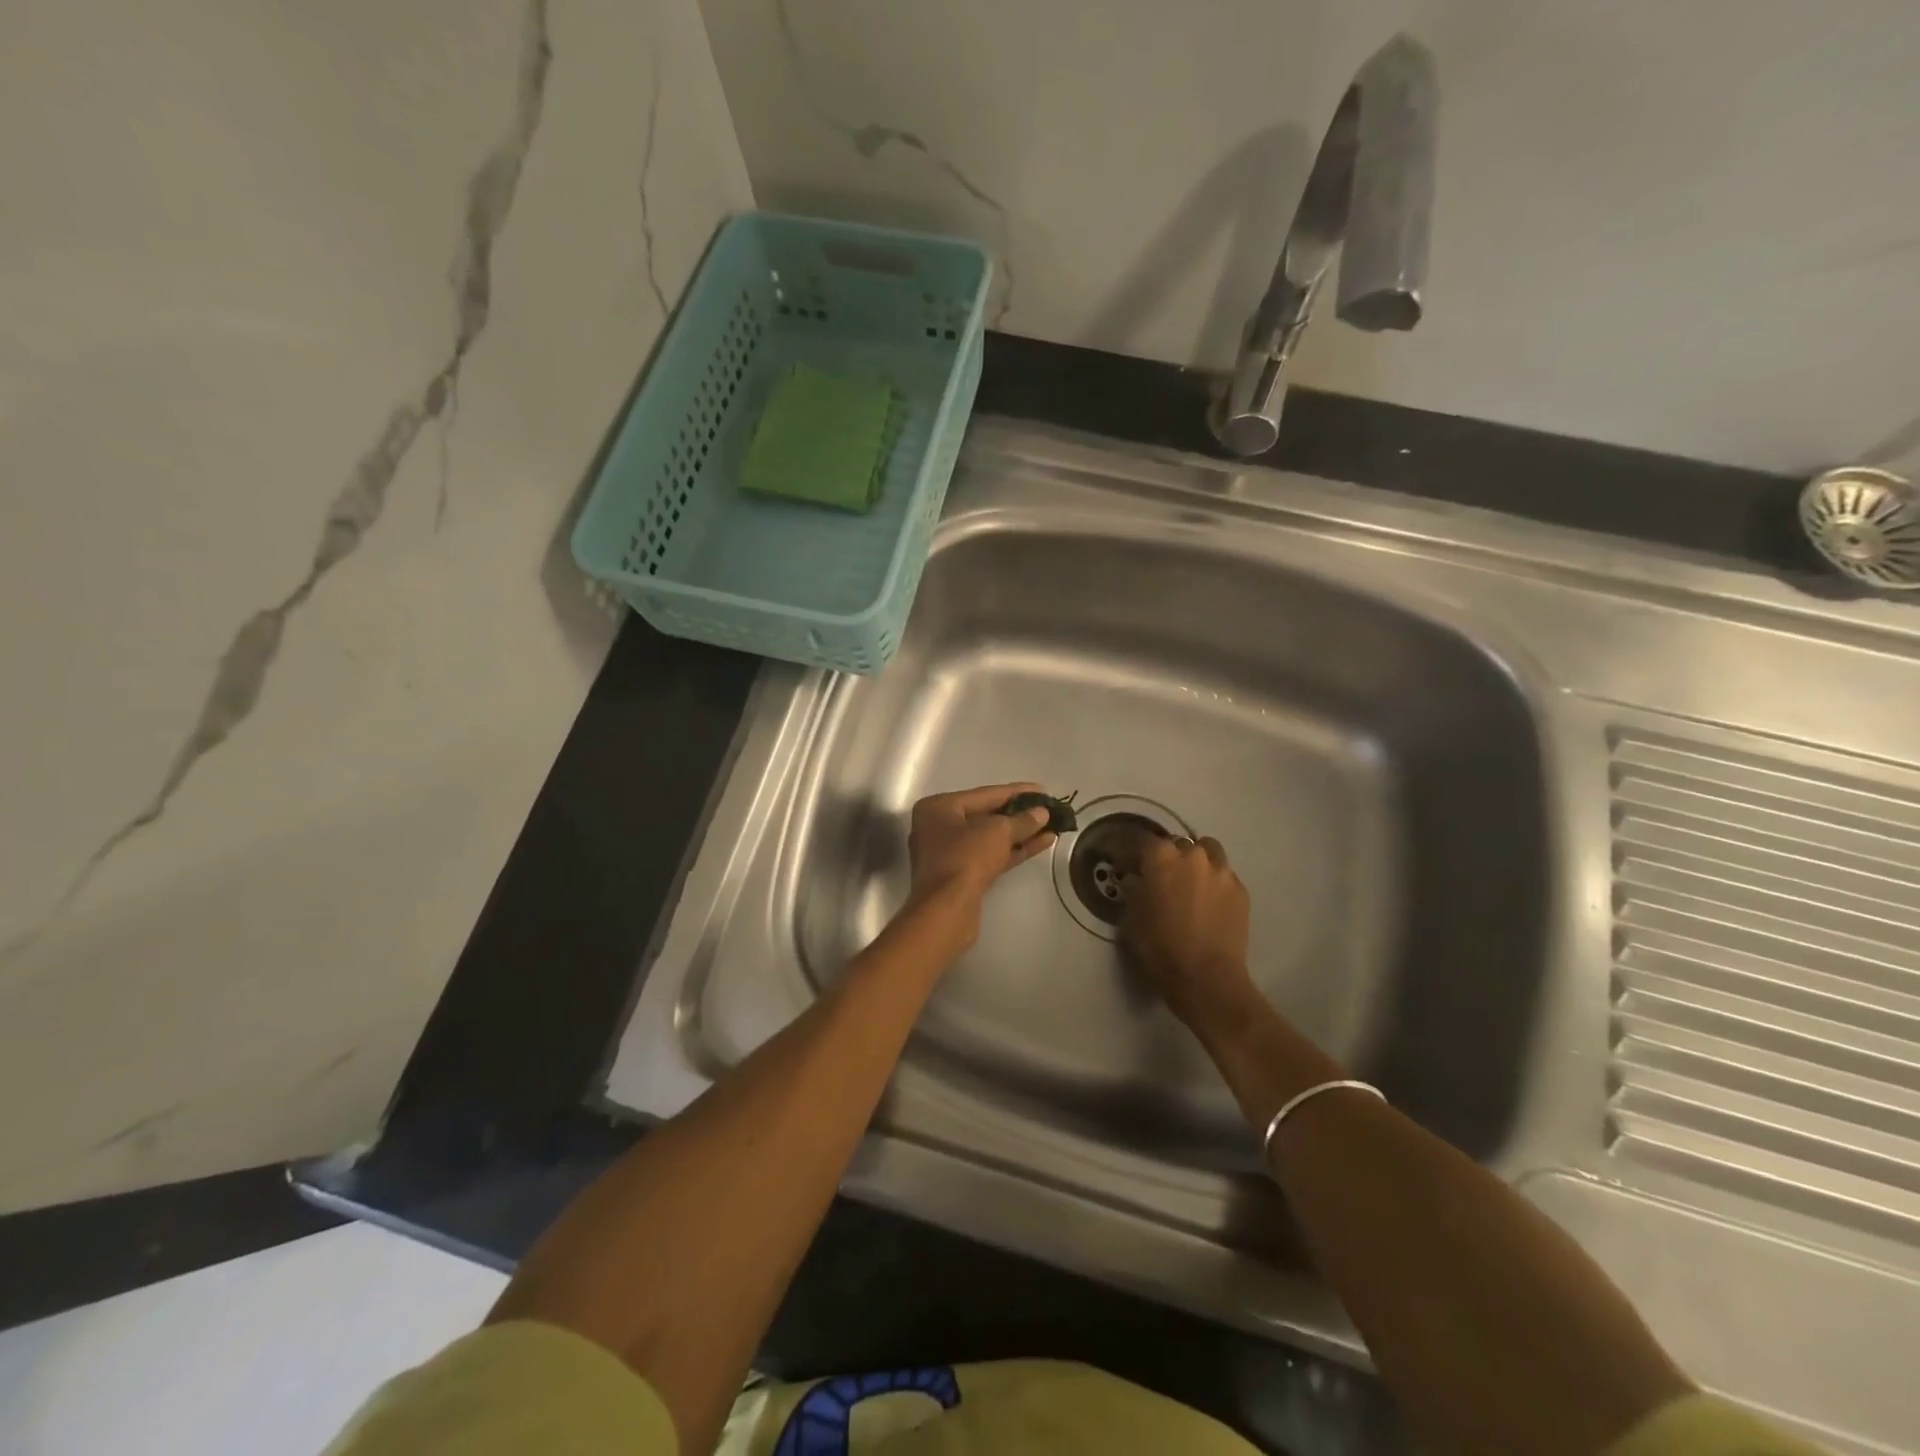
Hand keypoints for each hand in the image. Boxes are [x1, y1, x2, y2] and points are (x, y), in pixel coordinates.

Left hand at [905, 782, 1054, 943]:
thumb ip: (1022, 820)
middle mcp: (938, 828)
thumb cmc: (965, 858)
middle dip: (1019, 814)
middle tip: (1047, 809)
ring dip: (1020, 834)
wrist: (946, 910)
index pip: (984, 794)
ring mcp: (948, 854)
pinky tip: (1041, 844)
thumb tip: (1041, 813)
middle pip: (986, 816)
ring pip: (990, 839)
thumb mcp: (997, 831)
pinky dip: (1014, 850)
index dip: (1016, 791)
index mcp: (938, 808)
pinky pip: (990, 856)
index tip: (1042, 790)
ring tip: (1051, 827)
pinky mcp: (961, 877)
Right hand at [1121, 833, 1254, 1029]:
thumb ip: (1133, 890)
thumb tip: (1135, 879)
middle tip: (1158, 876)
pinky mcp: (1241, 891)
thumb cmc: (1159, 947)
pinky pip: (1223, 875)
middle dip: (1165, 856)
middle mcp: (1193, 855)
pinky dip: (1213, 881)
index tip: (1122, 865)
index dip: (1128, 851)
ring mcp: (1221, 871)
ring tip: (1189, 882)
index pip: (1140, 840)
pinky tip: (1208, 902)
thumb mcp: (1132, 917)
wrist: (1206, 978)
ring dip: (1195, 861)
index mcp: (1161, 857)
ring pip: (1207, 851)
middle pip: (1176, 843)